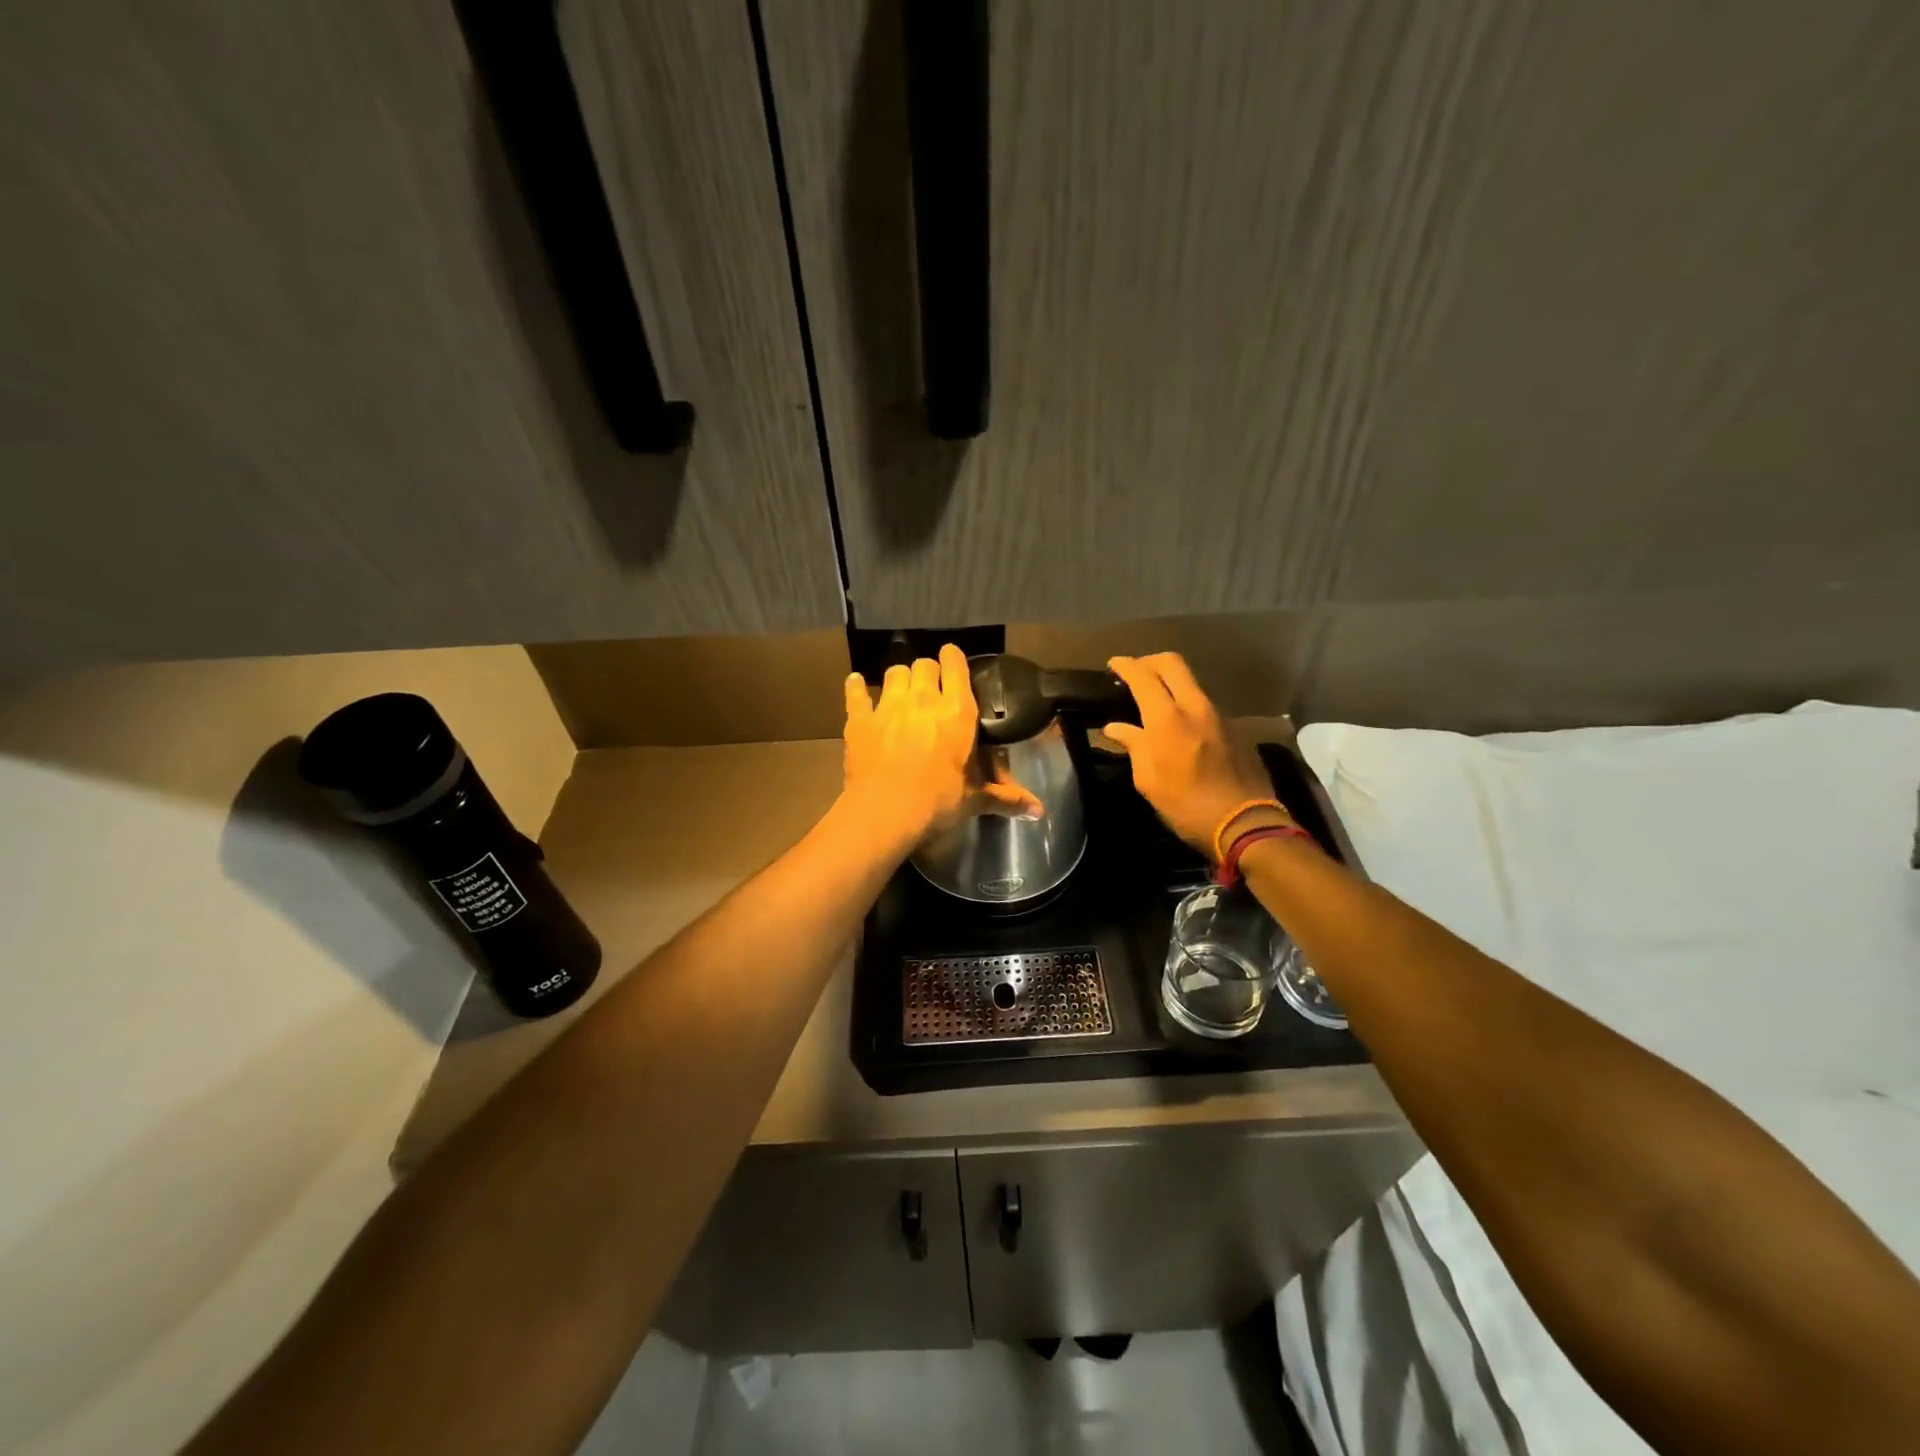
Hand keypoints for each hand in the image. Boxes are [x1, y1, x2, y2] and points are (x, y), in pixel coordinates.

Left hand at [841, 644, 1037, 849]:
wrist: (886, 812)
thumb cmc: (939, 802)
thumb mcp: (975, 799)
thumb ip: (1006, 798)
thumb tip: (1040, 812)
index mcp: (957, 712)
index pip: (955, 666)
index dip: (953, 659)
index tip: (952, 660)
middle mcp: (923, 700)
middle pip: (923, 665)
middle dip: (927, 672)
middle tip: (930, 688)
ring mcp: (888, 706)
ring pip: (894, 673)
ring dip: (900, 678)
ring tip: (902, 691)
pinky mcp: (860, 720)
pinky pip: (856, 693)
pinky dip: (857, 687)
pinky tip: (856, 684)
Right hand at [1103, 653, 1283, 857]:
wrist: (1245, 823)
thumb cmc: (1186, 806)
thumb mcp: (1148, 780)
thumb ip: (1133, 746)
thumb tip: (1115, 728)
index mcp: (1167, 718)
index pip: (1143, 675)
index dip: (1125, 665)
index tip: (1113, 665)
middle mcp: (1195, 706)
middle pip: (1172, 663)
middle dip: (1150, 661)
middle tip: (1135, 673)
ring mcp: (1219, 715)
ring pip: (1191, 683)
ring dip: (1171, 683)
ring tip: (1155, 702)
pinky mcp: (1235, 728)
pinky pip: (1205, 705)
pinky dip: (1187, 705)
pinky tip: (1181, 727)